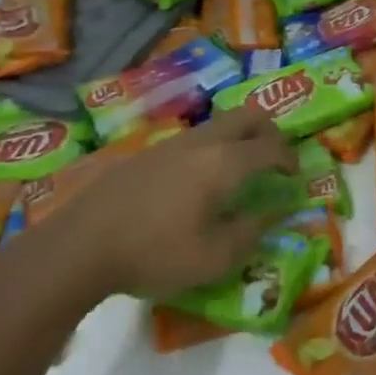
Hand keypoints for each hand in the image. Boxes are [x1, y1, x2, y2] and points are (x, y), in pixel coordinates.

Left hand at [6, 107, 295, 312]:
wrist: (80, 246)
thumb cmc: (155, 253)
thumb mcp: (214, 258)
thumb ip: (249, 233)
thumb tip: (268, 215)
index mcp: (224, 163)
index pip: (270, 148)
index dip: (289, 159)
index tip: (294, 177)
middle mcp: (201, 143)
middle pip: (247, 116)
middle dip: (269, 133)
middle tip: (273, 160)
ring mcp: (170, 143)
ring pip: (218, 124)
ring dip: (238, 139)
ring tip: (237, 172)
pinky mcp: (146, 153)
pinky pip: (193, 139)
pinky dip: (211, 149)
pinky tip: (197, 183)